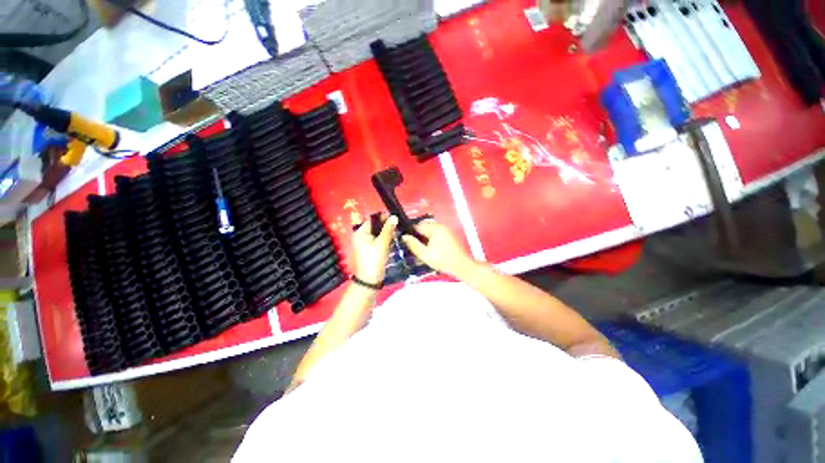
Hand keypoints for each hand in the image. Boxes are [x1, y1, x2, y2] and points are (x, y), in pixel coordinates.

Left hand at [352, 215, 397, 284]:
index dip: (383, 217)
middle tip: (398, 226)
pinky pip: (380, 240)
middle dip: (387, 225)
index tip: (395, 217)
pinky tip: (393, 240)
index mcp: (361, 232)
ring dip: (388, 233)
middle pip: (376, 226)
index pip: (372, 219)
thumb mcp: (382, 243)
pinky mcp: (373, 248)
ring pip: (379, 233)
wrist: (371, 279)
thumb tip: (394, 216)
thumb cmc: (374, 259)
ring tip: (397, 233)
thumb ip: (388, 229)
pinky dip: (387, 239)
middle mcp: (363, 235)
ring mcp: (368, 242)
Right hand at [401, 221, 476, 277]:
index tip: (403, 239)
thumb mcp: (425, 254)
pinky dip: (430, 239)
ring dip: (423, 237)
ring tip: (419, 248)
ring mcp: (446, 231)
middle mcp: (440, 226)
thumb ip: (413, 244)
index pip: (417, 226)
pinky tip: (428, 249)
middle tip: (411, 246)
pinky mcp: (449, 236)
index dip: (410, 232)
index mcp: (435, 228)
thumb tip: (404, 236)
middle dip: (417, 235)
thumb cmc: (443, 260)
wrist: (461, 266)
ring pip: (429, 231)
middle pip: (424, 227)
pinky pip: (435, 234)